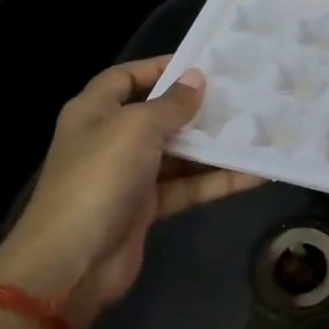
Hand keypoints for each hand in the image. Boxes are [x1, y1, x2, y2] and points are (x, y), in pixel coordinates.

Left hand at [0, 57, 262, 328]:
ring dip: (214, 147)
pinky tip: (254, 173)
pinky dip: (216, 181)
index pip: (126, 77)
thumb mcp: (137, 128)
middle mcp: (110, 139)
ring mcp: (128, 175)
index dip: (160, 67)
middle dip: (197, 109)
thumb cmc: (99, 178)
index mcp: (95, 111)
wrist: (72, 263)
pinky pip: (187, 186)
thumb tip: (197, 79)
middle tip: (241, 97)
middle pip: (158, 115)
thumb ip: (172, 103)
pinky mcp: (146, 208)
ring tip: (257, 132)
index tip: (202, 65)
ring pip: (178, 153)